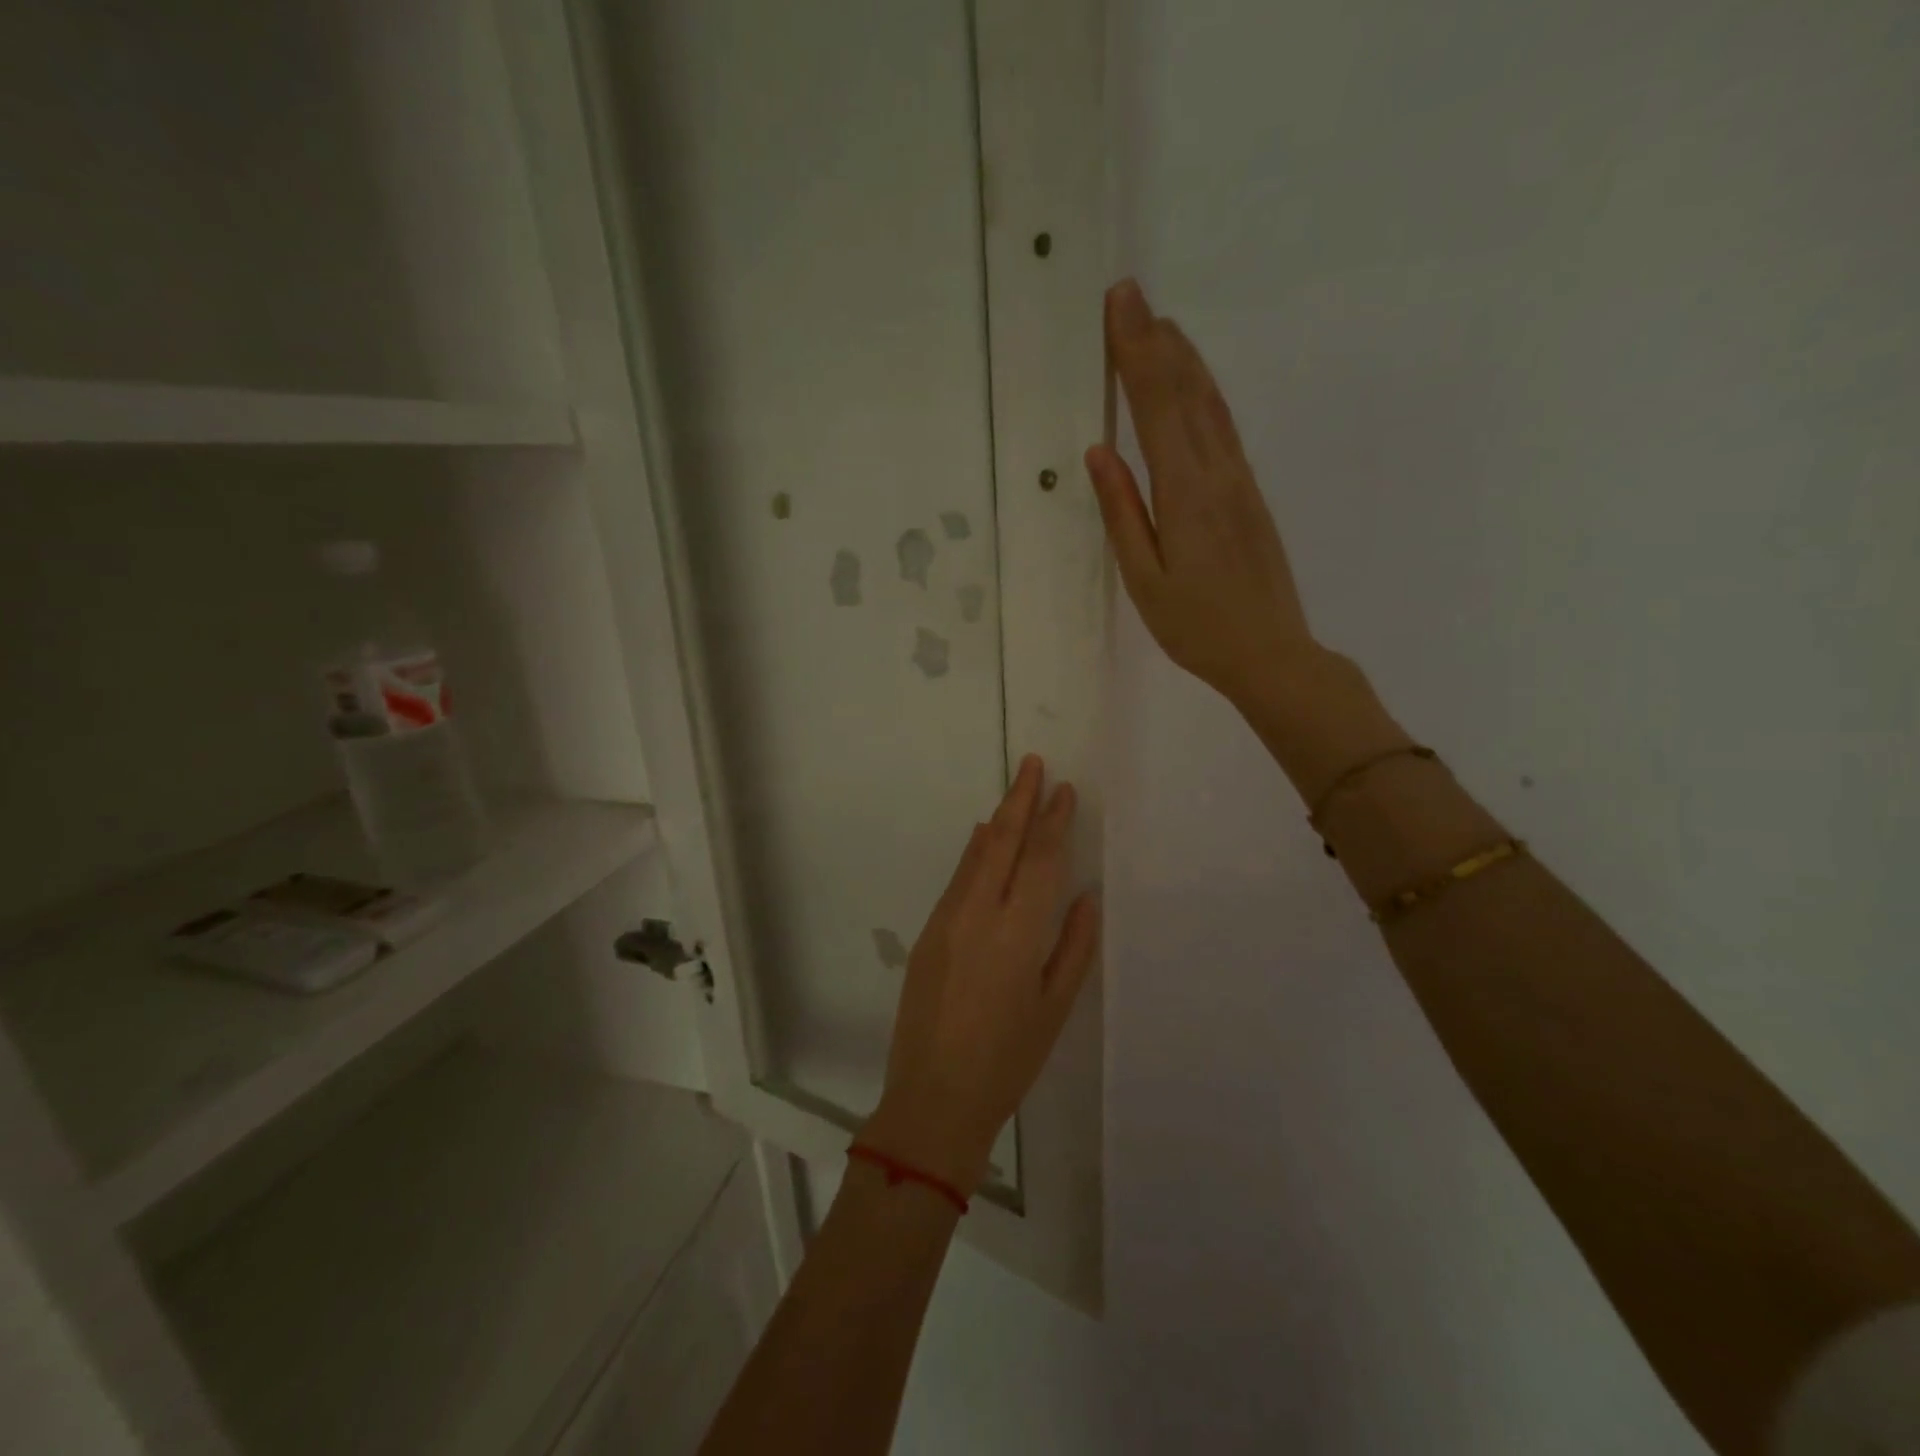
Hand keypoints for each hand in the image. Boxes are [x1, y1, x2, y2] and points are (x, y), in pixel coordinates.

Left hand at [861, 757, 1099, 1194]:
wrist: (934, 1096)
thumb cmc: (1008, 1059)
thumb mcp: (1055, 1007)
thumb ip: (1075, 945)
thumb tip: (1086, 895)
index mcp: (1019, 932)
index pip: (1041, 860)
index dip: (1054, 821)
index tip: (1065, 790)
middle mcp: (980, 913)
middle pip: (1002, 841)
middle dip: (1020, 799)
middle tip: (1033, 764)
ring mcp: (948, 918)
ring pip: (976, 854)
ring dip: (997, 819)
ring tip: (1015, 791)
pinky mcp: (929, 931)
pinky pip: (958, 877)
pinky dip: (974, 850)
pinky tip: (982, 837)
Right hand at [1085, 278, 1317, 708]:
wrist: (1270, 653)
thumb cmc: (1196, 627)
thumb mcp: (1145, 581)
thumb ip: (1123, 514)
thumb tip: (1100, 453)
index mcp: (1186, 494)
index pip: (1156, 408)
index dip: (1136, 353)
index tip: (1120, 304)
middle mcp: (1218, 473)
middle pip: (1186, 392)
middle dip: (1156, 341)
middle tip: (1132, 294)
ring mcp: (1240, 480)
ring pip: (1210, 404)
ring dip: (1184, 359)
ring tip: (1161, 324)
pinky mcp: (1249, 493)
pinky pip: (1223, 428)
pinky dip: (1204, 393)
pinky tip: (1194, 384)